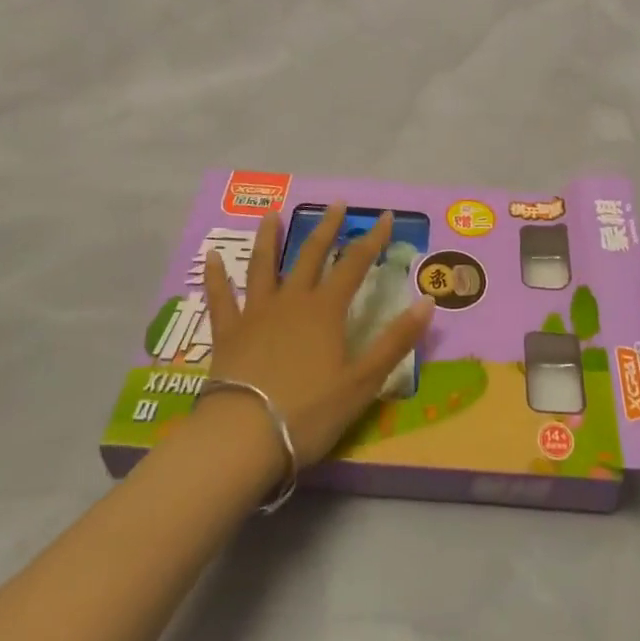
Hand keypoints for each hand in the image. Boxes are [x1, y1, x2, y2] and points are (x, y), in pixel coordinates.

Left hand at [204, 204, 433, 465]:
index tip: (384, 216)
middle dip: (327, 227)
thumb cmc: (309, 412)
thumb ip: (395, 341)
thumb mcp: (363, 382)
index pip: (355, 264)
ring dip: (269, 239)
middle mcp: (291, 301)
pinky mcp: (227, 333)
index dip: (372, 239)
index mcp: (325, 311)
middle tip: (336, 203)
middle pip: (310, 255)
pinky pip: (220, 297)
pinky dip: (216, 275)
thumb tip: (428, 301)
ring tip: (272, 215)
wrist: (244, 437)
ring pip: (263, 266)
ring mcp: (256, 313)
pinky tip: (211, 256)